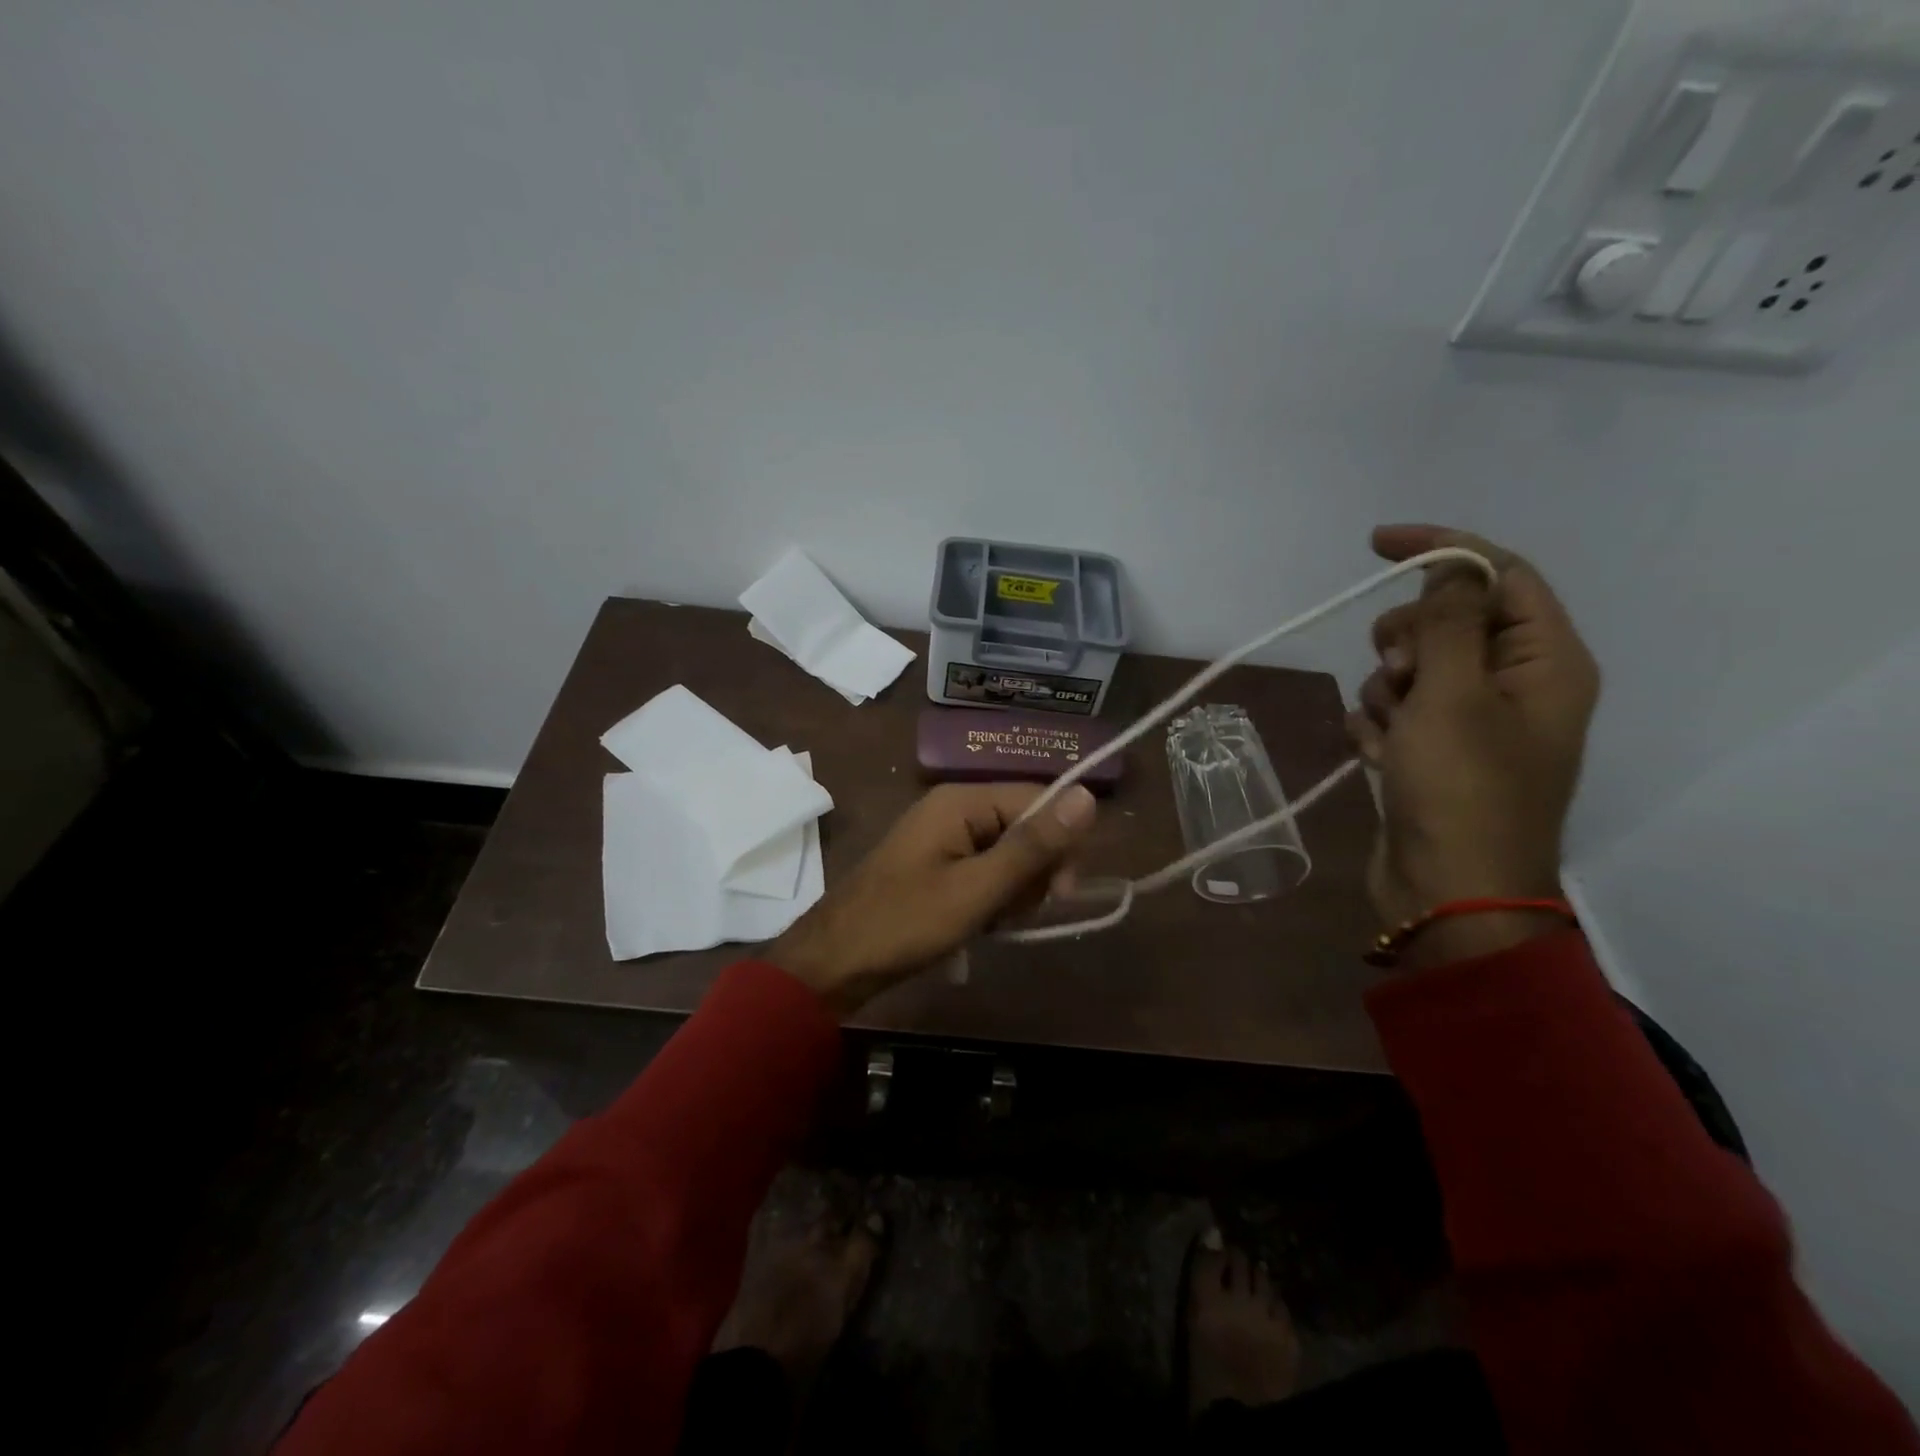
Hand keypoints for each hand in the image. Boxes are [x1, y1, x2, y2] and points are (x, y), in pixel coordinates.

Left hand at [770, 782, 1098, 1010]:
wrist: (834, 962)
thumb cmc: (906, 923)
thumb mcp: (977, 889)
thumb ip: (1033, 846)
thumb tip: (1090, 796)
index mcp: (962, 801)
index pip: (1040, 799)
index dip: (1060, 843)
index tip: (1060, 893)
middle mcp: (954, 808)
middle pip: (1025, 826)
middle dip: (1032, 873)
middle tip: (1011, 913)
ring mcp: (942, 836)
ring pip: (1007, 854)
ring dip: (1012, 891)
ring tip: (989, 922)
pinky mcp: (936, 864)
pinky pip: (984, 870)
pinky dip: (990, 898)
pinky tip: (979, 924)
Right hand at [1348, 525, 1598, 961]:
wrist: (1448, 893)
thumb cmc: (1460, 790)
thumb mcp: (1452, 696)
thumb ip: (1448, 623)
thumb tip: (1449, 572)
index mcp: (1544, 662)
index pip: (1499, 575)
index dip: (1441, 551)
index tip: (1375, 545)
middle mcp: (1515, 686)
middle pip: (1448, 622)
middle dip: (1405, 641)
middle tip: (1397, 675)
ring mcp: (1472, 724)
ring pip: (1413, 670)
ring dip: (1387, 691)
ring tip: (1390, 734)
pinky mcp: (1434, 754)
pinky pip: (1396, 713)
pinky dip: (1379, 728)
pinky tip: (1379, 758)